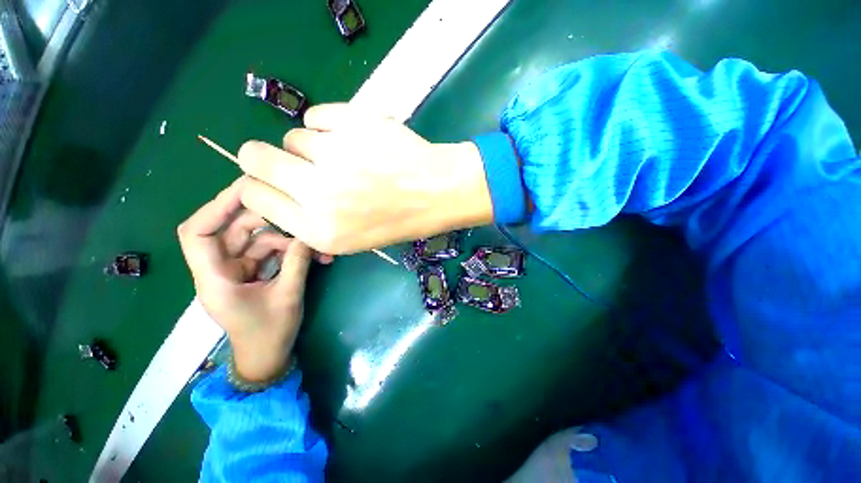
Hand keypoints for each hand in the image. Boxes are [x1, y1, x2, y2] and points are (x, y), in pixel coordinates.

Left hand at [178, 179, 314, 381]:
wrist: (267, 356)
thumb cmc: (270, 334)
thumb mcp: (287, 297)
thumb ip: (297, 263)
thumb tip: (308, 234)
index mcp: (214, 279)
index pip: (197, 233)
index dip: (216, 207)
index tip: (246, 188)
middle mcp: (218, 270)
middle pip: (229, 230)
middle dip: (262, 220)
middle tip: (293, 214)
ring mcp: (234, 270)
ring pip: (252, 240)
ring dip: (283, 239)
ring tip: (312, 247)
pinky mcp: (249, 273)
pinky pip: (265, 252)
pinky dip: (286, 251)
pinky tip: (310, 256)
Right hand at [235, 103, 493, 254]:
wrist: (438, 193)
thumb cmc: (400, 220)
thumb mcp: (353, 239)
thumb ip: (309, 220)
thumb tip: (275, 192)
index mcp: (320, 230)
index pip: (253, 195)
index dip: (256, 185)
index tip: (271, 181)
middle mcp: (320, 195)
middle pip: (254, 157)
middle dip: (264, 158)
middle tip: (294, 161)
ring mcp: (337, 156)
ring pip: (293, 137)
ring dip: (312, 147)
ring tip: (345, 157)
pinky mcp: (354, 124)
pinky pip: (317, 116)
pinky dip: (329, 126)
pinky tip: (353, 139)